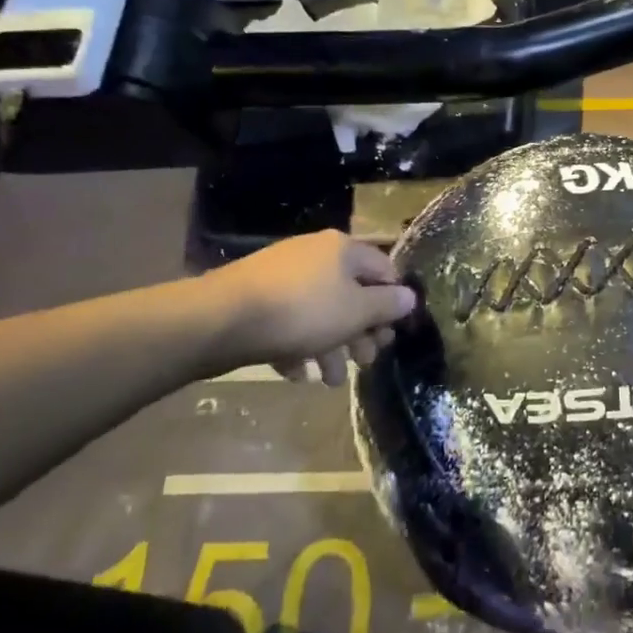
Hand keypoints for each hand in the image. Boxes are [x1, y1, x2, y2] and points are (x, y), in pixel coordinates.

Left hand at [211, 231, 416, 386]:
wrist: (223, 319)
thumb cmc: (303, 311)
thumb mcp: (356, 311)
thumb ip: (387, 305)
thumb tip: (409, 297)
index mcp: (343, 250)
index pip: (383, 270)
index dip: (393, 302)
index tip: (393, 333)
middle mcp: (314, 255)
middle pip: (350, 294)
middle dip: (360, 333)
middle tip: (366, 362)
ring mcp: (283, 276)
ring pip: (319, 312)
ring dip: (331, 348)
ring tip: (331, 382)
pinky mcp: (257, 298)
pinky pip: (288, 322)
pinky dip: (297, 347)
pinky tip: (296, 374)